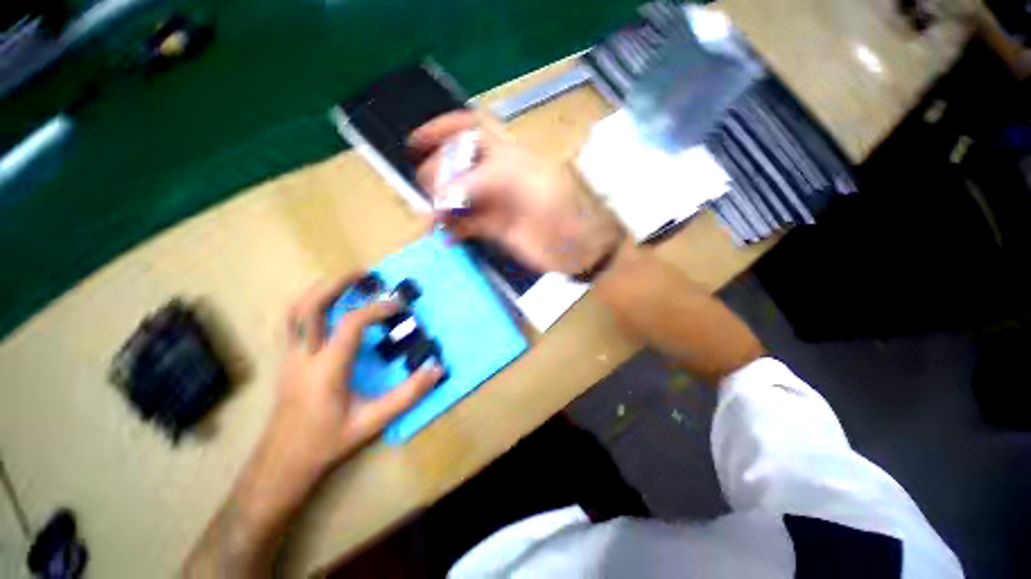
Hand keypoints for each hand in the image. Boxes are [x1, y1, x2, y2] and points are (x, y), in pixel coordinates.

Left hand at [266, 273, 442, 477]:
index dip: (378, 308)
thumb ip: (408, 394)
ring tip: (346, 283)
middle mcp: (304, 356)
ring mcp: (290, 356)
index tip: (399, 306)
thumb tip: (436, 369)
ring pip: (294, 311)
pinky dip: (310, 304)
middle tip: (364, 274)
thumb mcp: (373, 421)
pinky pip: (293, 321)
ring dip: (320, 290)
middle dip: (336, 283)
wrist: (283, 461)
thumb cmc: (328, 441)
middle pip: (310, 306)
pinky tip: (327, 307)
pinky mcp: (287, 359)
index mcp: (327, 369)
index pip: (351, 323)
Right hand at [410, 111, 625, 274]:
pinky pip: (466, 225)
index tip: (415, 143)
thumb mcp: (528, 186)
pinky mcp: (495, 228)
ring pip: (458, 197)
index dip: (443, 128)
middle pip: (457, 165)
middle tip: (432, 196)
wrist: (577, 250)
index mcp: (510, 155)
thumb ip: (487, 182)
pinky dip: (453, 230)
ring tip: (431, 221)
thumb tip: (445, 194)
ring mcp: (495, 203)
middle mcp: (498, 175)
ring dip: (440, 206)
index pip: (473, 129)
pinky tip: (446, 238)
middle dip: (438, 175)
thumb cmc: (561, 213)